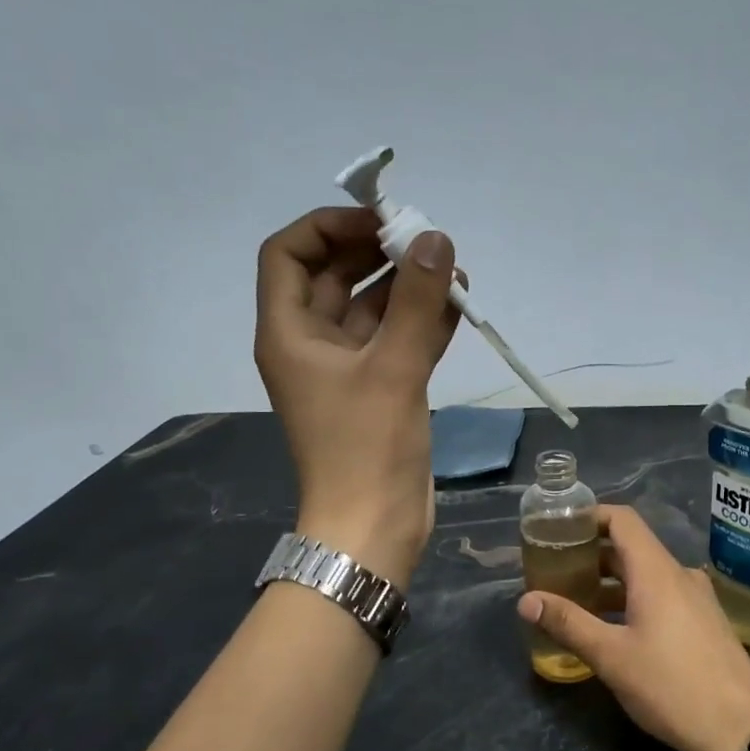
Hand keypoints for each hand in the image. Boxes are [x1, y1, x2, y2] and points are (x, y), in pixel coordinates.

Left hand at [255, 207, 462, 585]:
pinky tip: (460, 306)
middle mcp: (312, 344)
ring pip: (372, 309)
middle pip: (335, 276)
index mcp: (290, 332)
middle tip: (428, 242)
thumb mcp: (394, 368)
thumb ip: (418, 302)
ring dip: (409, 288)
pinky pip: (396, 341)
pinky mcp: (378, 391)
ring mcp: (346, 369)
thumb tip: (437, 239)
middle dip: (379, 254)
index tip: (382, 223)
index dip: (330, 227)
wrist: (374, 526)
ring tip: (456, 272)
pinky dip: (423, 322)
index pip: (290, 253)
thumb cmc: (368, 447)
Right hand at [518, 506, 749, 750]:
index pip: (622, 519)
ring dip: (610, 583)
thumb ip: (568, 623)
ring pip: (646, 576)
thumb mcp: (611, 656)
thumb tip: (526, 600)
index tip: (558, 529)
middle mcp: (679, 575)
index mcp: (656, 572)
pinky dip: (632, 600)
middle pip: (631, 548)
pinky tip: (612, 629)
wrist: (741, 729)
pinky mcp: (704, 623)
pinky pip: (662, 597)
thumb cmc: (672, 686)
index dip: (589, 516)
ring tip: (575, 602)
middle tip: (555, 571)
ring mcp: (696, 599)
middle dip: (591, 555)